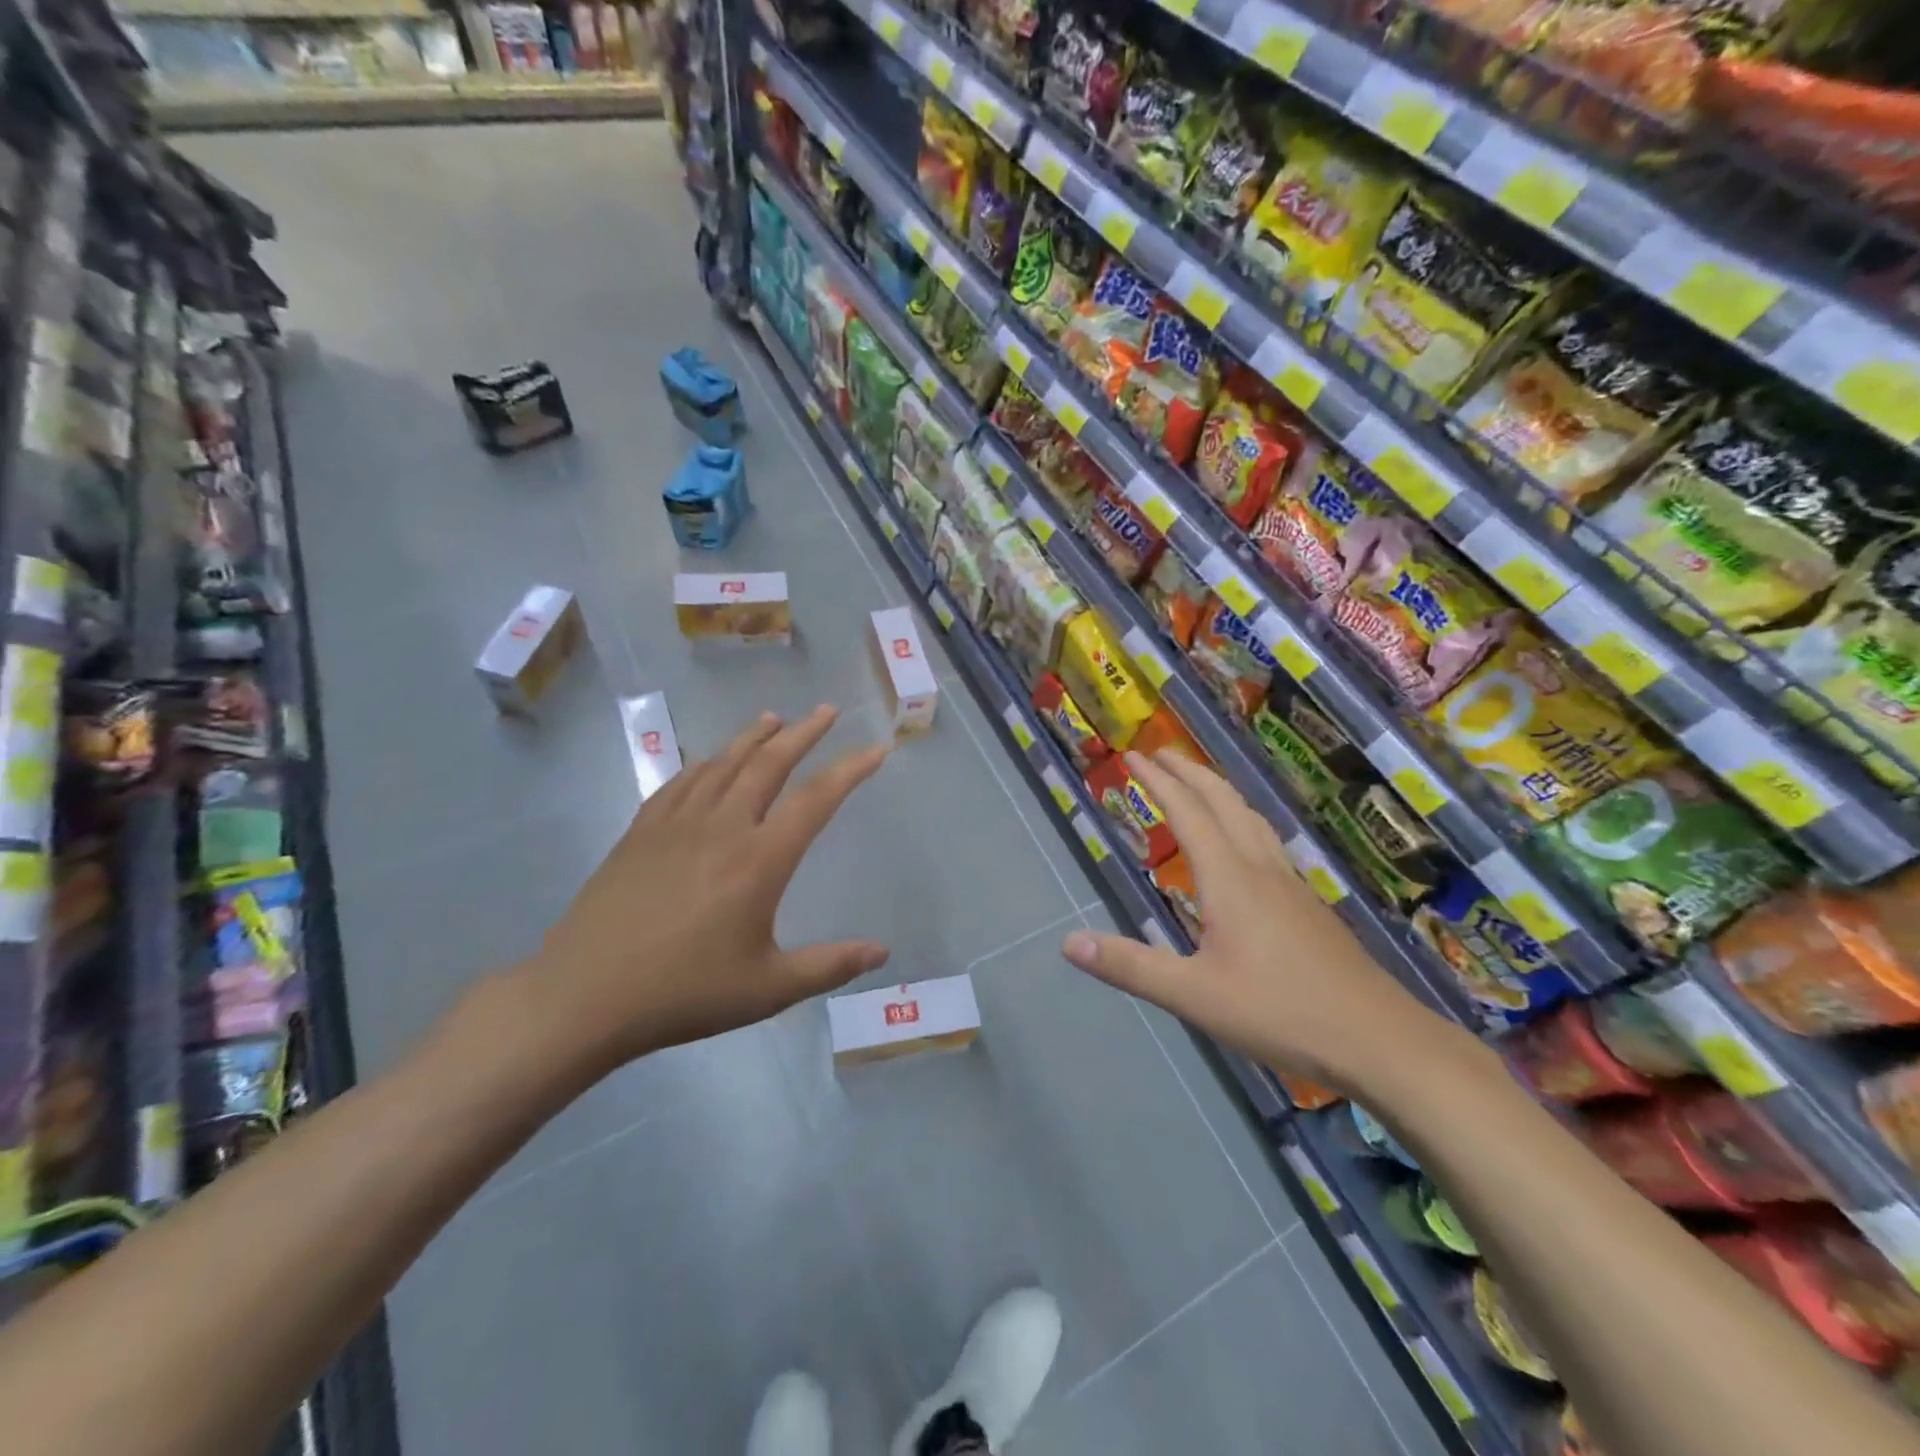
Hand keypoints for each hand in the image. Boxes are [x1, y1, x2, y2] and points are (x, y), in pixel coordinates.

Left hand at [517, 705, 890, 1077]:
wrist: (583, 995)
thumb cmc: (684, 992)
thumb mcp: (767, 988)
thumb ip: (828, 966)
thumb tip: (882, 953)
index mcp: (759, 860)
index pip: (816, 800)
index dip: (851, 770)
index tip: (876, 749)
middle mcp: (722, 827)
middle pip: (769, 763)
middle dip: (804, 733)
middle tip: (827, 711)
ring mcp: (677, 823)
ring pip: (723, 763)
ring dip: (753, 736)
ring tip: (774, 718)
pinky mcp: (642, 831)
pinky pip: (681, 781)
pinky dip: (705, 763)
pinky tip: (710, 760)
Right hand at [1061, 751, 1448, 1090]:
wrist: (1380, 1040)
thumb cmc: (1281, 1012)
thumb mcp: (1193, 995)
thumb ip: (1130, 966)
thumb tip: (1068, 942)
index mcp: (1230, 879)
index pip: (1188, 813)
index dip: (1158, 781)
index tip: (1133, 756)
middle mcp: (1261, 869)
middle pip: (1224, 802)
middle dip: (1189, 772)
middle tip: (1160, 754)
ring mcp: (1291, 885)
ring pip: (1252, 819)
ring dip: (1220, 791)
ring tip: (1199, 784)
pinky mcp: (1309, 906)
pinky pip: (1268, 841)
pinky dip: (1243, 820)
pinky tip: (1246, 845)